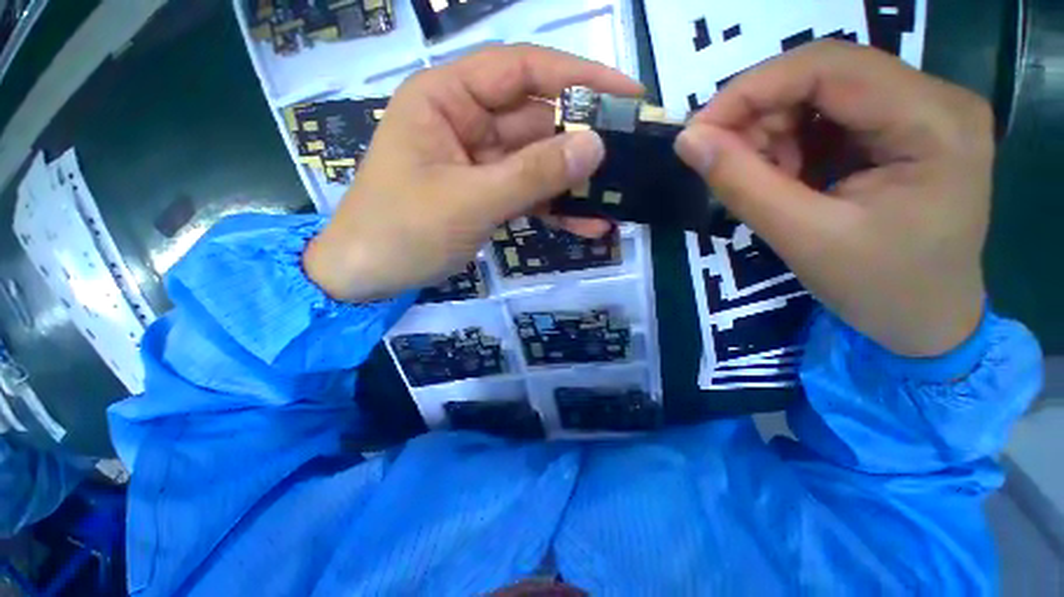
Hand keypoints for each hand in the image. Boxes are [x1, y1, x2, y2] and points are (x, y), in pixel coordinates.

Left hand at [304, 45, 641, 302]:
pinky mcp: (488, 196)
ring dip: (575, 183)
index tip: (626, 94)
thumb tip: (595, 146)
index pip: (522, 70)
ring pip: (538, 163)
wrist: (370, 276)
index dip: (578, 78)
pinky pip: (529, 195)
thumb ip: (531, 175)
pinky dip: (557, 210)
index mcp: (447, 99)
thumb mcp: (469, 201)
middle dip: (583, 141)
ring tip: (618, 196)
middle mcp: (467, 122)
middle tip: (632, 155)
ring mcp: (481, 163)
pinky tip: (589, 226)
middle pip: (537, 120)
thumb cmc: (403, 231)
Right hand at [675, 41, 992, 357]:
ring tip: (760, 181)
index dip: (751, 89)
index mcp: (934, 121)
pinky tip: (786, 180)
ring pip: (821, 94)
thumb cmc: (879, 289)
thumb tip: (687, 141)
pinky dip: (790, 144)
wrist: (926, 322)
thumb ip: (741, 183)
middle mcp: (936, 99)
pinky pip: (829, 117)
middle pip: (824, 75)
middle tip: (723, 162)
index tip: (697, 131)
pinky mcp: (903, 128)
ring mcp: (922, 110)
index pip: (828, 67)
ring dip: (773, 134)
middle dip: (760, 116)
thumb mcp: (803, 238)